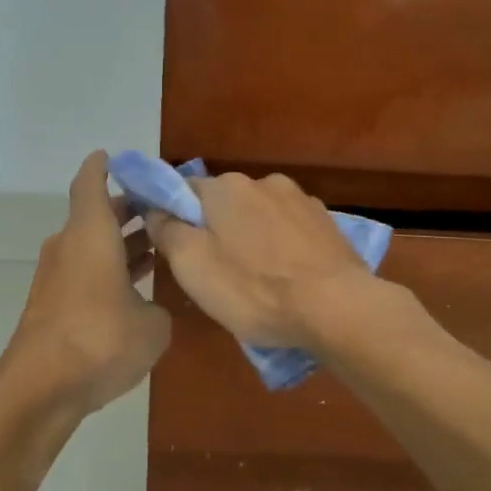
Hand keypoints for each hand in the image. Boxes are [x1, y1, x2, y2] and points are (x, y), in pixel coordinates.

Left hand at [9, 151, 171, 410]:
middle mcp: (69, 247)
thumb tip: (151, 309)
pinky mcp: (52, 306)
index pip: (91, 182)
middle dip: (128, 210)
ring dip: (122, 244)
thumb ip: (159, 307)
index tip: (118, 158)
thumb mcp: (154, 325)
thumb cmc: (101, 340)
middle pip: (95, 215)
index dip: (105, 166)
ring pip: (92, 247)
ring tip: (160, 247)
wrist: (42, 388)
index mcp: (91, 233)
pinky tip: (138, 290)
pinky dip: (110, 272)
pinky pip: (87, 274)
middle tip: (163, 210)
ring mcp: (56, 278)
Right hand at [145, 172, 374, 349]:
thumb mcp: (192, 266)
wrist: (336, 308)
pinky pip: (291, 233)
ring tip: (258, 282)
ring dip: (252, 240)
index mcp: (226, 187)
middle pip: (225, 204)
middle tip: (216, 274)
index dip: (174, 219)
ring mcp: (301, 201)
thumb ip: (167, 231)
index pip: (184, 191)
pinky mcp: (328, 224)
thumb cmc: (253, 289)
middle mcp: (264, 182)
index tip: (176, 251)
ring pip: (260, 218)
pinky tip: (288, 279)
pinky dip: (283, 250)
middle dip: (217, 231)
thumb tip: (155, 211)